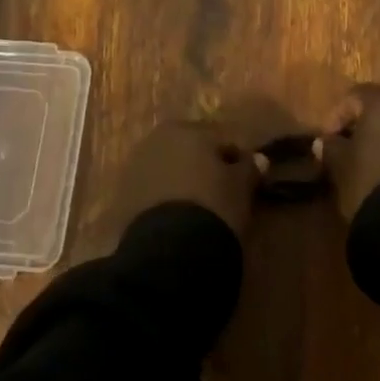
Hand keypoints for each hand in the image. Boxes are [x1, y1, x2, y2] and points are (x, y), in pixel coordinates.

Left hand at [102, 96, 297, 244]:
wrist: (168, 251)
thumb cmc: (213, 207)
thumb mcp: (241, 188)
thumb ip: (249, 169)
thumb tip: (258, 159)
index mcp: (187, 129)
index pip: (220, 139)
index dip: (235, 159)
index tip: (246, 181)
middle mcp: (156, 139)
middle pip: (189, 150)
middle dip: (203, 167)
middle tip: (221, 193)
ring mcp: (135, 167)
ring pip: (167, 169)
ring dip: (181, 182)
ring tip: (198, 210)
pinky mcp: (121, 196)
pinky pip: (151, 191)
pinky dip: (164, 200)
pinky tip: (176, 220)